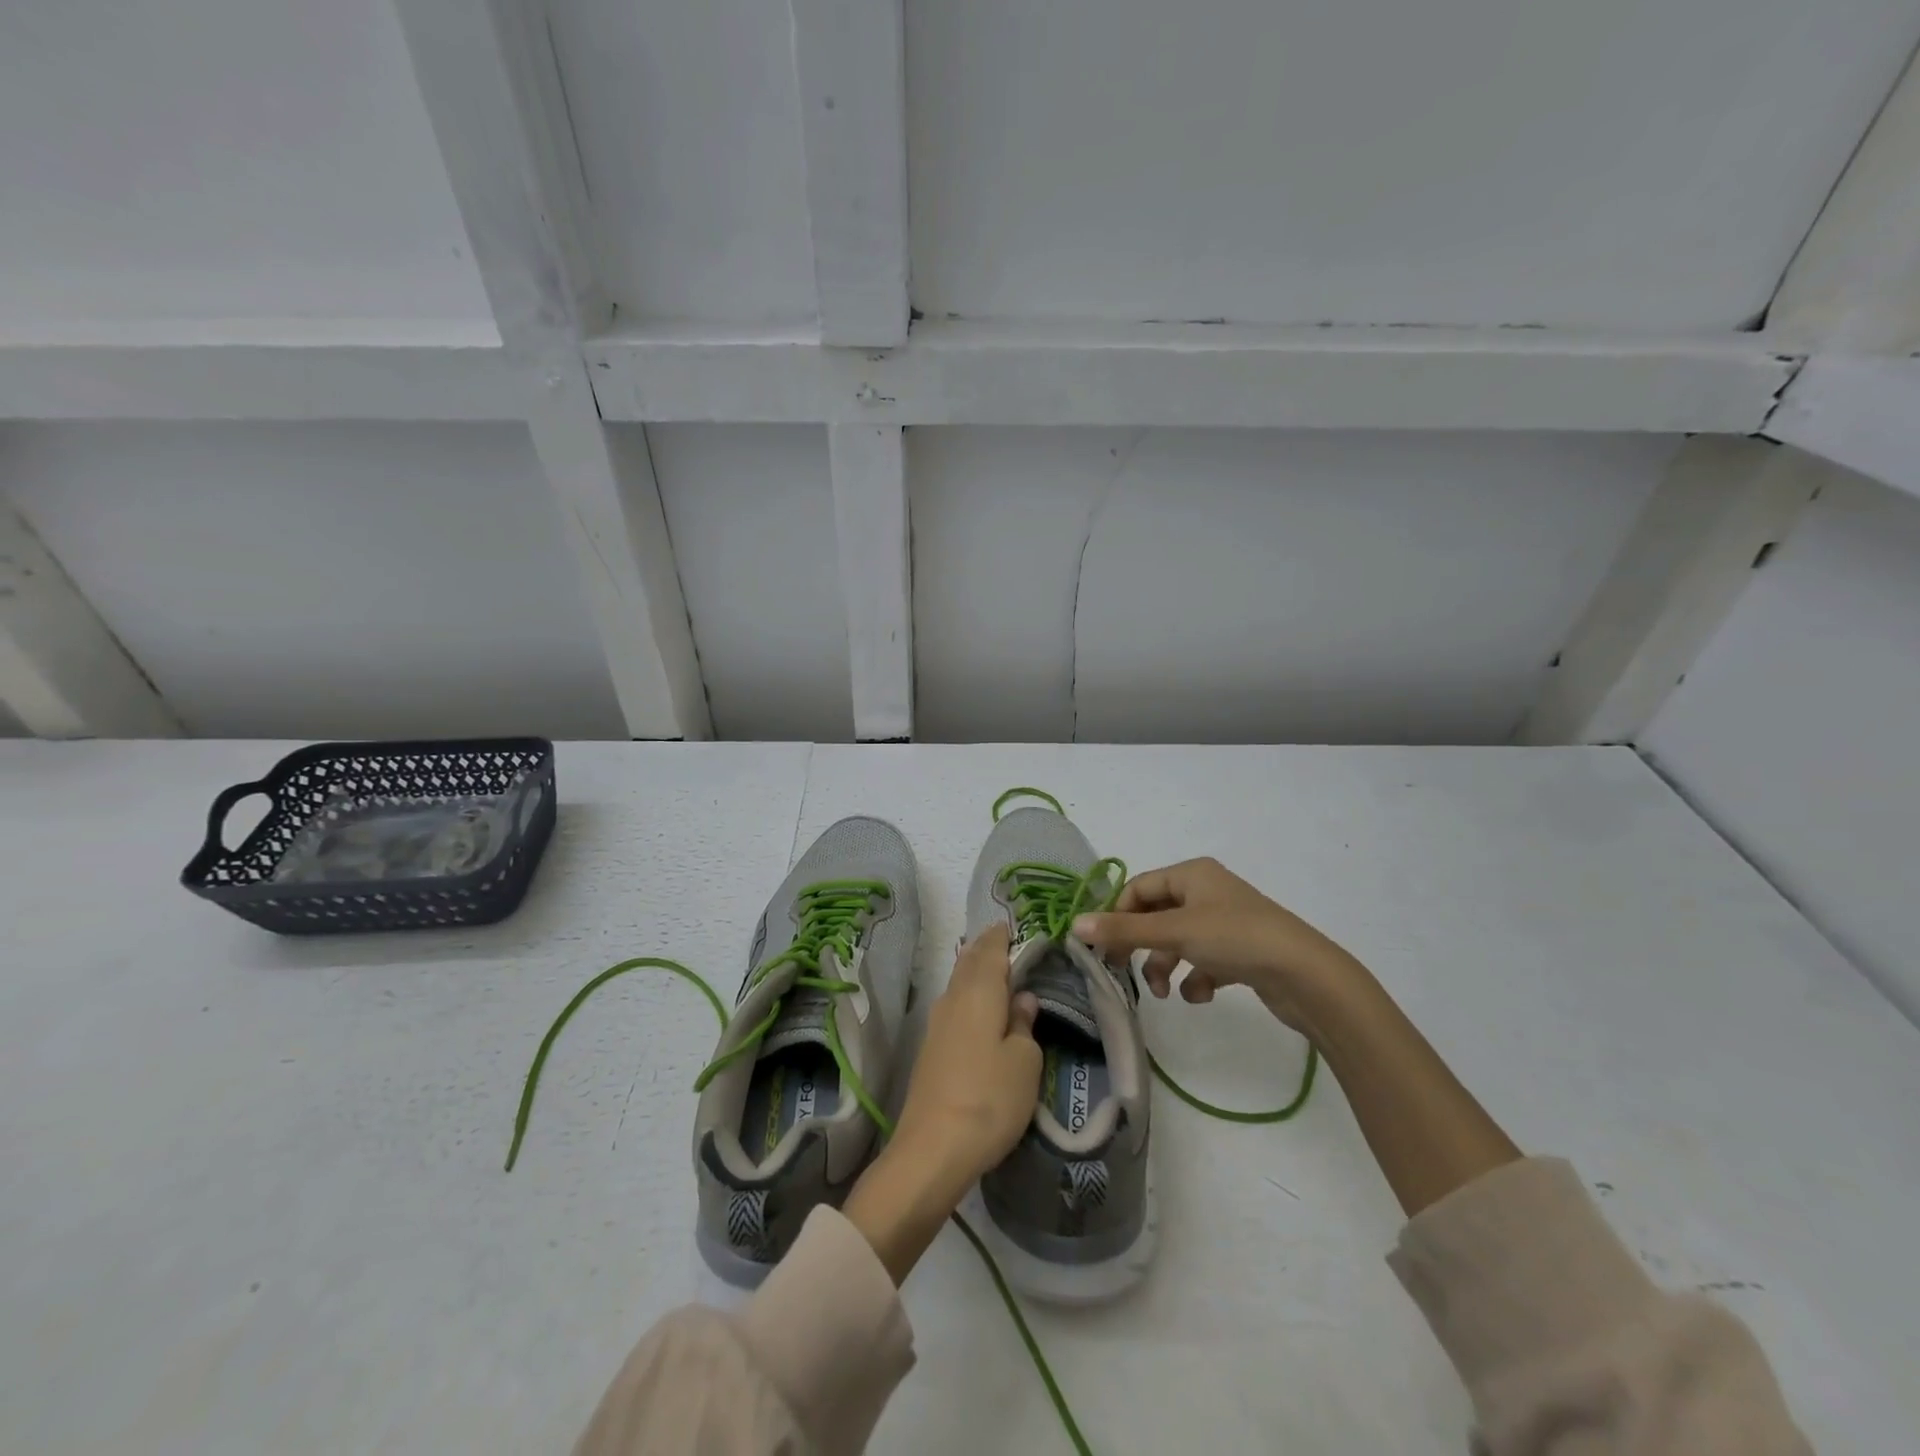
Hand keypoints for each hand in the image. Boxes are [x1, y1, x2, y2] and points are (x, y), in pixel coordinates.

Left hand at [892, 924, 1040, 1181]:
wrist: (933, 1148)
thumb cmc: (990, 1097)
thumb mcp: (1024, 1061)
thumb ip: (1024, 1024)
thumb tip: (1022, 998)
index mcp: (979, 991)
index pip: (991, 949)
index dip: (1002, 935)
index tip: (1013, 924)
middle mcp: (953, 998)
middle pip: (969, 962)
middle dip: (986, 949)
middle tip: (1006, 941)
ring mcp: (937, 1023)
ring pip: (959, 983)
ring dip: (975, 972)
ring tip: (996, 969)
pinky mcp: (930, 1048)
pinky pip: (953, 1005)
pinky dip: (968, 995)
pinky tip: (977, 1007)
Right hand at [1072, 857, 1357, 1032]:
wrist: (1305, 975)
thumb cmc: (1235, 938)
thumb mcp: (1174, 931)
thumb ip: (1123, 930)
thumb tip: (1074, 925)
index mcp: (1191, 874)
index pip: (1139, 887)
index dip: (1117, 914)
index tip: (1102, 947)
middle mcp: (1207, 891)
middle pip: (1157, 915)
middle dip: (1141, 944)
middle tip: (1124, 969)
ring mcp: (1226, 922)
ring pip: (1178, 940)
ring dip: (1166, 965)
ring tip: (1167, 992)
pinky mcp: (1241, 951)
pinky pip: (1204, 960)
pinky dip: (1196, 977)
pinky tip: (1201, 994)